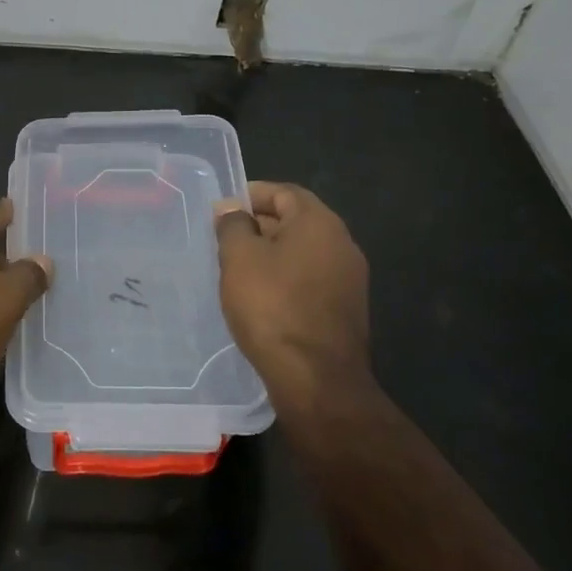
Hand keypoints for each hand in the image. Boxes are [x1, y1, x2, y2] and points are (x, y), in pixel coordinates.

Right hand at [214, 182, 374, 408]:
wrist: (316, 378)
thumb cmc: (272, 306)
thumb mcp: (239, 258)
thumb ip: (233, 225)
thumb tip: (231, 208)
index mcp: (319, 223)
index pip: (283, 192)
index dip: (251, 195)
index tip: (222, 211)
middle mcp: (342, 244)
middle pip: (296, 220)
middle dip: (259, 225)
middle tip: (224, 241)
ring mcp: (349, 279)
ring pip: (302, 252)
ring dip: (271, 254)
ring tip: (237, 270)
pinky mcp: (345, 309)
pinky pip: (310, 279)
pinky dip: (285, 278)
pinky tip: (261, 297)